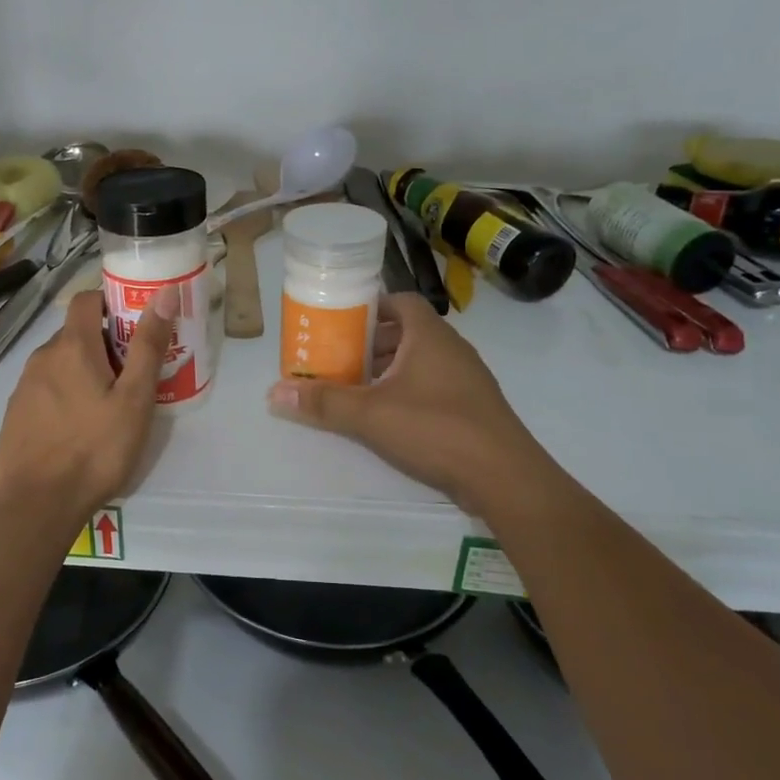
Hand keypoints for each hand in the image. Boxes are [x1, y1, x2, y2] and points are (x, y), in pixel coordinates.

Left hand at [0, 289, 173, 521]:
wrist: (36, 506)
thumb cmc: (95, 449)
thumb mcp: (134, 399)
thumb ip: (148, 346)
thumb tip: (163, 294)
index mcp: (71, 347)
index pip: (86, 299)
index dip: (111, 302)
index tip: (135, 324)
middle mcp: (41, 358)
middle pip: (76, 335)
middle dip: (104, 345)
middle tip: (133, 376)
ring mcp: (23, 388)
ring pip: (60, 365)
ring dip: (84, 373)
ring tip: (109, 407)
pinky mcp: (14, 416)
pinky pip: (45, 392)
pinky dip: (65, 397)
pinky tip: (79, 431)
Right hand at [267, 293, 556, 515]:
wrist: (505, 478)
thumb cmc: (435, 429)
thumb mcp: (370, 415)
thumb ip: (323, 401)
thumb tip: (274, 391)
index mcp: (430, 336)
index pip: (400, 301)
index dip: (370, 306)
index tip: (341, 321)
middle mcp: (452, 349)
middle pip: (407, 332)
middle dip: (371, 343)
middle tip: (337, 357)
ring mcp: (467, 380)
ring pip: (420, 362)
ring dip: (388, 369)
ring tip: (355, 387)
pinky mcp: (473, 409)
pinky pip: (433, 386)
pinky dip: (407, 391)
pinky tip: (387, 417)